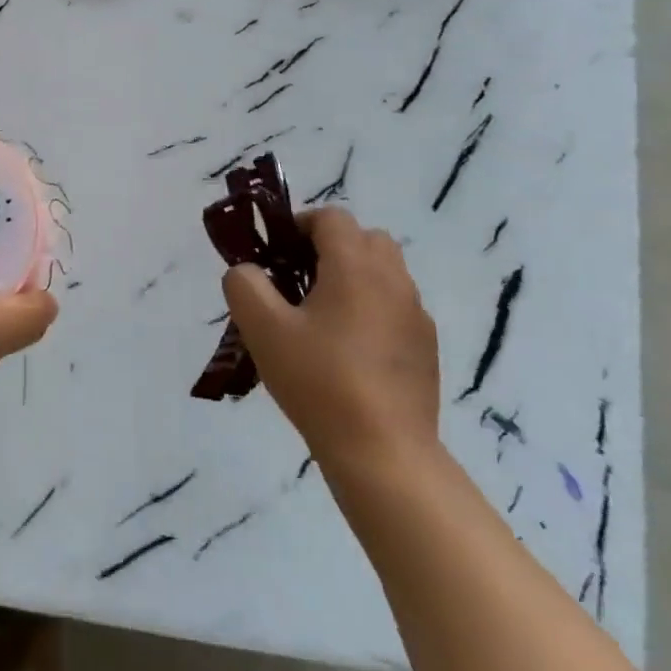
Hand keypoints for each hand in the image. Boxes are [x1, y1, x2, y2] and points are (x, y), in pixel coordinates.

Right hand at [222, 206, 439, 475]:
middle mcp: (393, 279)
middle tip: (298, 282)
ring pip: (384, 272)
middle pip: (364, 238)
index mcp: (355, 266)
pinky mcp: (425, 347)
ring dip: (353, 277)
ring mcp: (415, 314)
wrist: (384, 452)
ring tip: (321, 318)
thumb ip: (245, 285)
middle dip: (329, 248)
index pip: (331, 218)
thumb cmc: (319, 381)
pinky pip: (395, 307)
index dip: (299, 225)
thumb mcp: (263, 329)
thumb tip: (248, 271)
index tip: (276, 255)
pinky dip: (372, 309)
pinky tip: (348, 352)